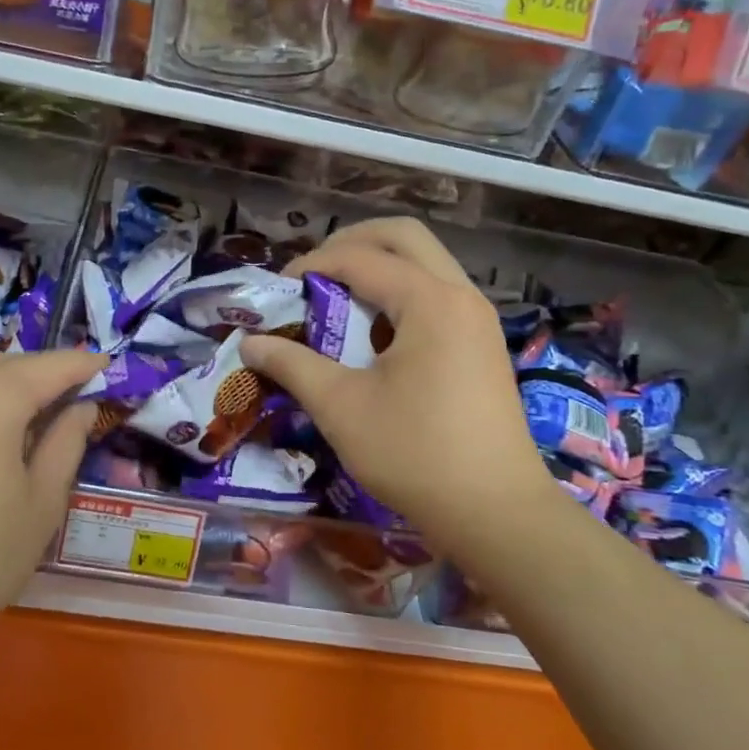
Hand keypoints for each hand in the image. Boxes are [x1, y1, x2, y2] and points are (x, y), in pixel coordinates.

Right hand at [240, 218, 551, 553]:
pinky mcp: (482, 343)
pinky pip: (438, 293)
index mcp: (430, 301)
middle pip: (404, 236)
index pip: (361, 258)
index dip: (312, 265)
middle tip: (313, 273)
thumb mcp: (342, 408)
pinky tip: (375, 333)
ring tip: (338, 298)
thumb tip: (251, 343)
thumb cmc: (416, 454)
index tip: (279, 290)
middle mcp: (460, 295)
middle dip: (352, 243)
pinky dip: (401, 293)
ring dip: (379, 266)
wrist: (497, 512)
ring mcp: (477, 318)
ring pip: (425, 262)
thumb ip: (293, 365)